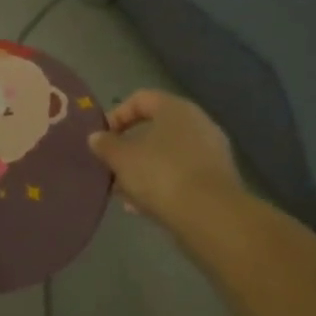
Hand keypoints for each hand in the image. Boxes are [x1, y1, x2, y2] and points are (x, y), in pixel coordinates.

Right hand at [87, 90, 243, 229]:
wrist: (211, 217)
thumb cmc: (161, 174)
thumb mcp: (121, 158)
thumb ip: (105, 145)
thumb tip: (96, 137)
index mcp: (176, 109)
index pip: (141, 99)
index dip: (117, 115)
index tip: (102, 138)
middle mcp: (198, 124)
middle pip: (155, 129)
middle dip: (129, 148)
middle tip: (111, 166)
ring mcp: (212, 153)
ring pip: (168, 155)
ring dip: (144, 169)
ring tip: (124, 192)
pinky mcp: (218, 180)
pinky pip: (182, 175)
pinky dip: (162, 185)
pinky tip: (144, 207)